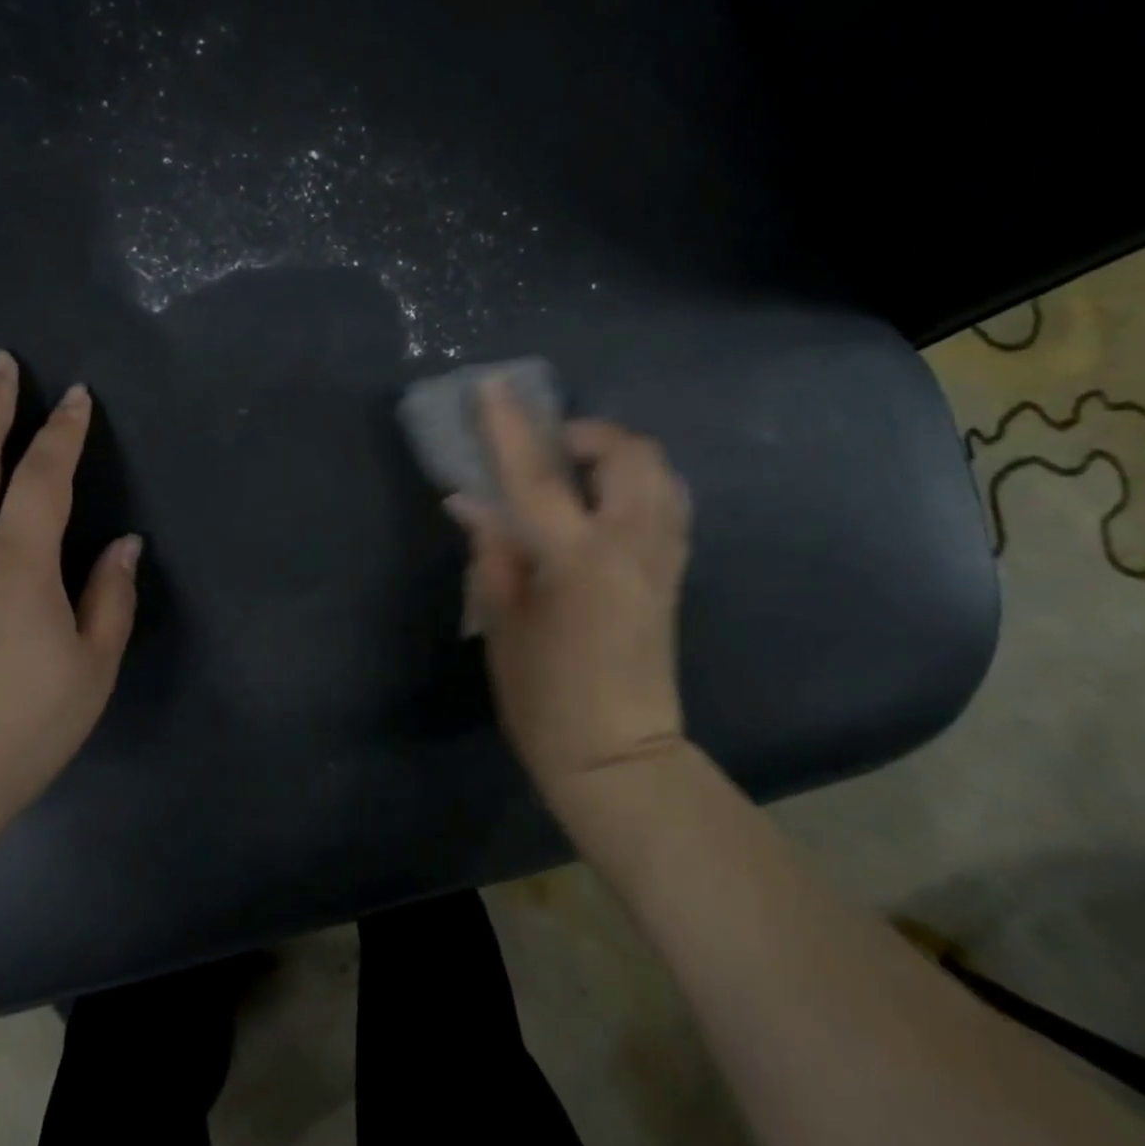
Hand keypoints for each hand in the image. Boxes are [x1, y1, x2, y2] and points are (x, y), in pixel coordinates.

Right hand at [449, 380, 692, 804]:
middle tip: (546, 449)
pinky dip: (636, 481)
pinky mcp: (674, 572)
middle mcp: (632, 546)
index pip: (540, 476)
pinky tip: (602, 502)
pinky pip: (667, 500)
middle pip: (628, 454)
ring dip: (615, 454)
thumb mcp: (502, 623)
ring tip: (575, 472)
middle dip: (585, 433)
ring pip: (659, 471)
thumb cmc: (545, 698)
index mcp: (579, 561)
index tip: (491, 387)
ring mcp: (663, 558)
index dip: (511, 428)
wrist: (620, 758)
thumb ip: (492, 551)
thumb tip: (470, 501)